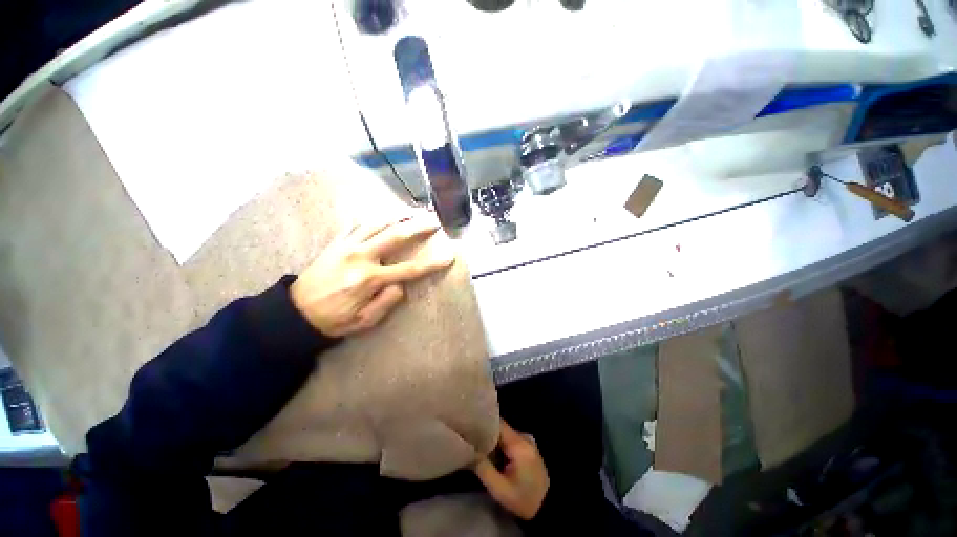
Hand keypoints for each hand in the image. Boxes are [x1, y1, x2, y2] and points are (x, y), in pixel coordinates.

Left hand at [290, 215, 453, 336]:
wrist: (295, 312)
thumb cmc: (333, 319)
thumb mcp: (364, 321)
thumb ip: (386, 303)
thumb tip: (401, 285)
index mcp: (370, 279)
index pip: (409, 269)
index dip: (432, 263)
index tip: (448, 256)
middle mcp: (361, 257)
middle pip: (396, 236)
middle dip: (418, 227)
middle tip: (434, 220)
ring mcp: (347, 246)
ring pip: (377, 223)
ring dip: (398, 216)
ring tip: (413, 212)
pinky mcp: (336, 243)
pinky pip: (356, 224)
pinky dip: (372, 217)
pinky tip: (383, 215)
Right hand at [474, 419, 549, 520]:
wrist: (547, 508)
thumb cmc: (523, 500)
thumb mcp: (500, 489)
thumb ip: (483, 468)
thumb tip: (469, 451)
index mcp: (519, 443)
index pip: (498, 424)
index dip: (483, 424)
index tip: (468, 428)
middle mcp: (524, 437)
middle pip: (500, 428)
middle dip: (485, 434)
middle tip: (469, 440)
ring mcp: (527, 441)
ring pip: (503, 435)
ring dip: (492, 441)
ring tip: (476, 446)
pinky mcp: (527, 448)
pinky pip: (509, 440)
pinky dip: (499, 446)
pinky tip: (490, 454)